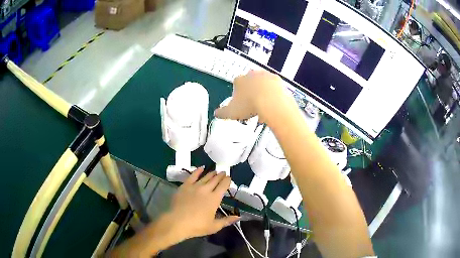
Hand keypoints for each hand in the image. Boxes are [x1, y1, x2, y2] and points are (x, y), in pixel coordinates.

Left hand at [166, 167, 239, 239]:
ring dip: (211, 173)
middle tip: (224, 172)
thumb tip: (239, 217)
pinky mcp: (185, 186)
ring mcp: (194, 186)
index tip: (229, 178)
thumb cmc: (197, 226)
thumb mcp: (214, 226)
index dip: (227, 181)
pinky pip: (192, 176)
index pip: (223, 186)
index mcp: (214, 199)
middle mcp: (206, 190)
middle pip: (215, 180)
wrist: (177, 222)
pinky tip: (201, 168)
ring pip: (205, 177)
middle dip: (221, 175)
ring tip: (215, 171)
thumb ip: (227, 220)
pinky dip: (197, 171)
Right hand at [214, 70, 297, 122]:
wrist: (271, 101)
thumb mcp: (231, 112)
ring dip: (262, 93)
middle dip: (251, 93)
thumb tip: (216, 114)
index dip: (238, 96)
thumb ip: (222, 113)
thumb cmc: (250, 105)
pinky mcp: (277, 79)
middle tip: (252, 107)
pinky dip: (273, 94)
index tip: (241, 105)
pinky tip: (273, 104)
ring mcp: (265, 75)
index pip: (236, 86)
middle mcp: (251, 75)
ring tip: (263, 108)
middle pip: (250, 84)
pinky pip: (274, 87)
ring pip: (262, 84)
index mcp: (239, 80)